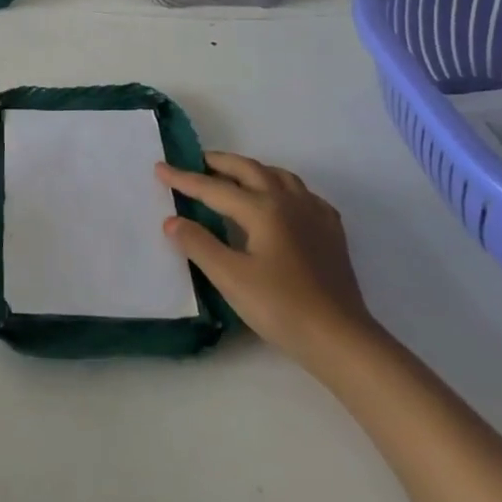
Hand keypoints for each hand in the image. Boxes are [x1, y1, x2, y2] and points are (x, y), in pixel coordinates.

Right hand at [158, 152, 379, 370]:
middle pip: (249, 169)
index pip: (214, 188)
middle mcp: (289, 201)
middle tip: (196, 162)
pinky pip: (302, 194)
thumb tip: (172, 220)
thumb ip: (199, 245)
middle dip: (219, 163)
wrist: (341, 339)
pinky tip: (280, 203)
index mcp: (262, 209)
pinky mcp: (331, 232)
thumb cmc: (281, 307)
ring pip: (279, 176)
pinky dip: (282, 188)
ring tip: (234, 177)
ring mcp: (314, 214)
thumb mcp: (230, 278)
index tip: (160, 168)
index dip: (184, 179)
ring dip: (252, 170)